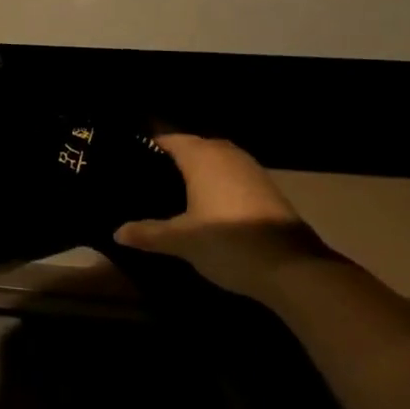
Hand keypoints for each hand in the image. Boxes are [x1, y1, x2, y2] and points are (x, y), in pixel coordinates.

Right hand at [115, 132, 330, 298]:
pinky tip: (208, 207)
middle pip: (193, 147)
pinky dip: (218, 185)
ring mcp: (251, 169)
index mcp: (201, 156)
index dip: (150, 147)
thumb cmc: (227, 243)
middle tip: (150, 178)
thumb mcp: (181, 241)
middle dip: (173, 160)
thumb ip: (148, 233)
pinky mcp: (267, 189)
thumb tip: (116, 232)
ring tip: (176, 193)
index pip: (169, 139)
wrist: (293, 269)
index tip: (131, 160)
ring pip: (216, 162)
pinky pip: (232, 177)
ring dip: (199, 172)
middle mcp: (225, 154)